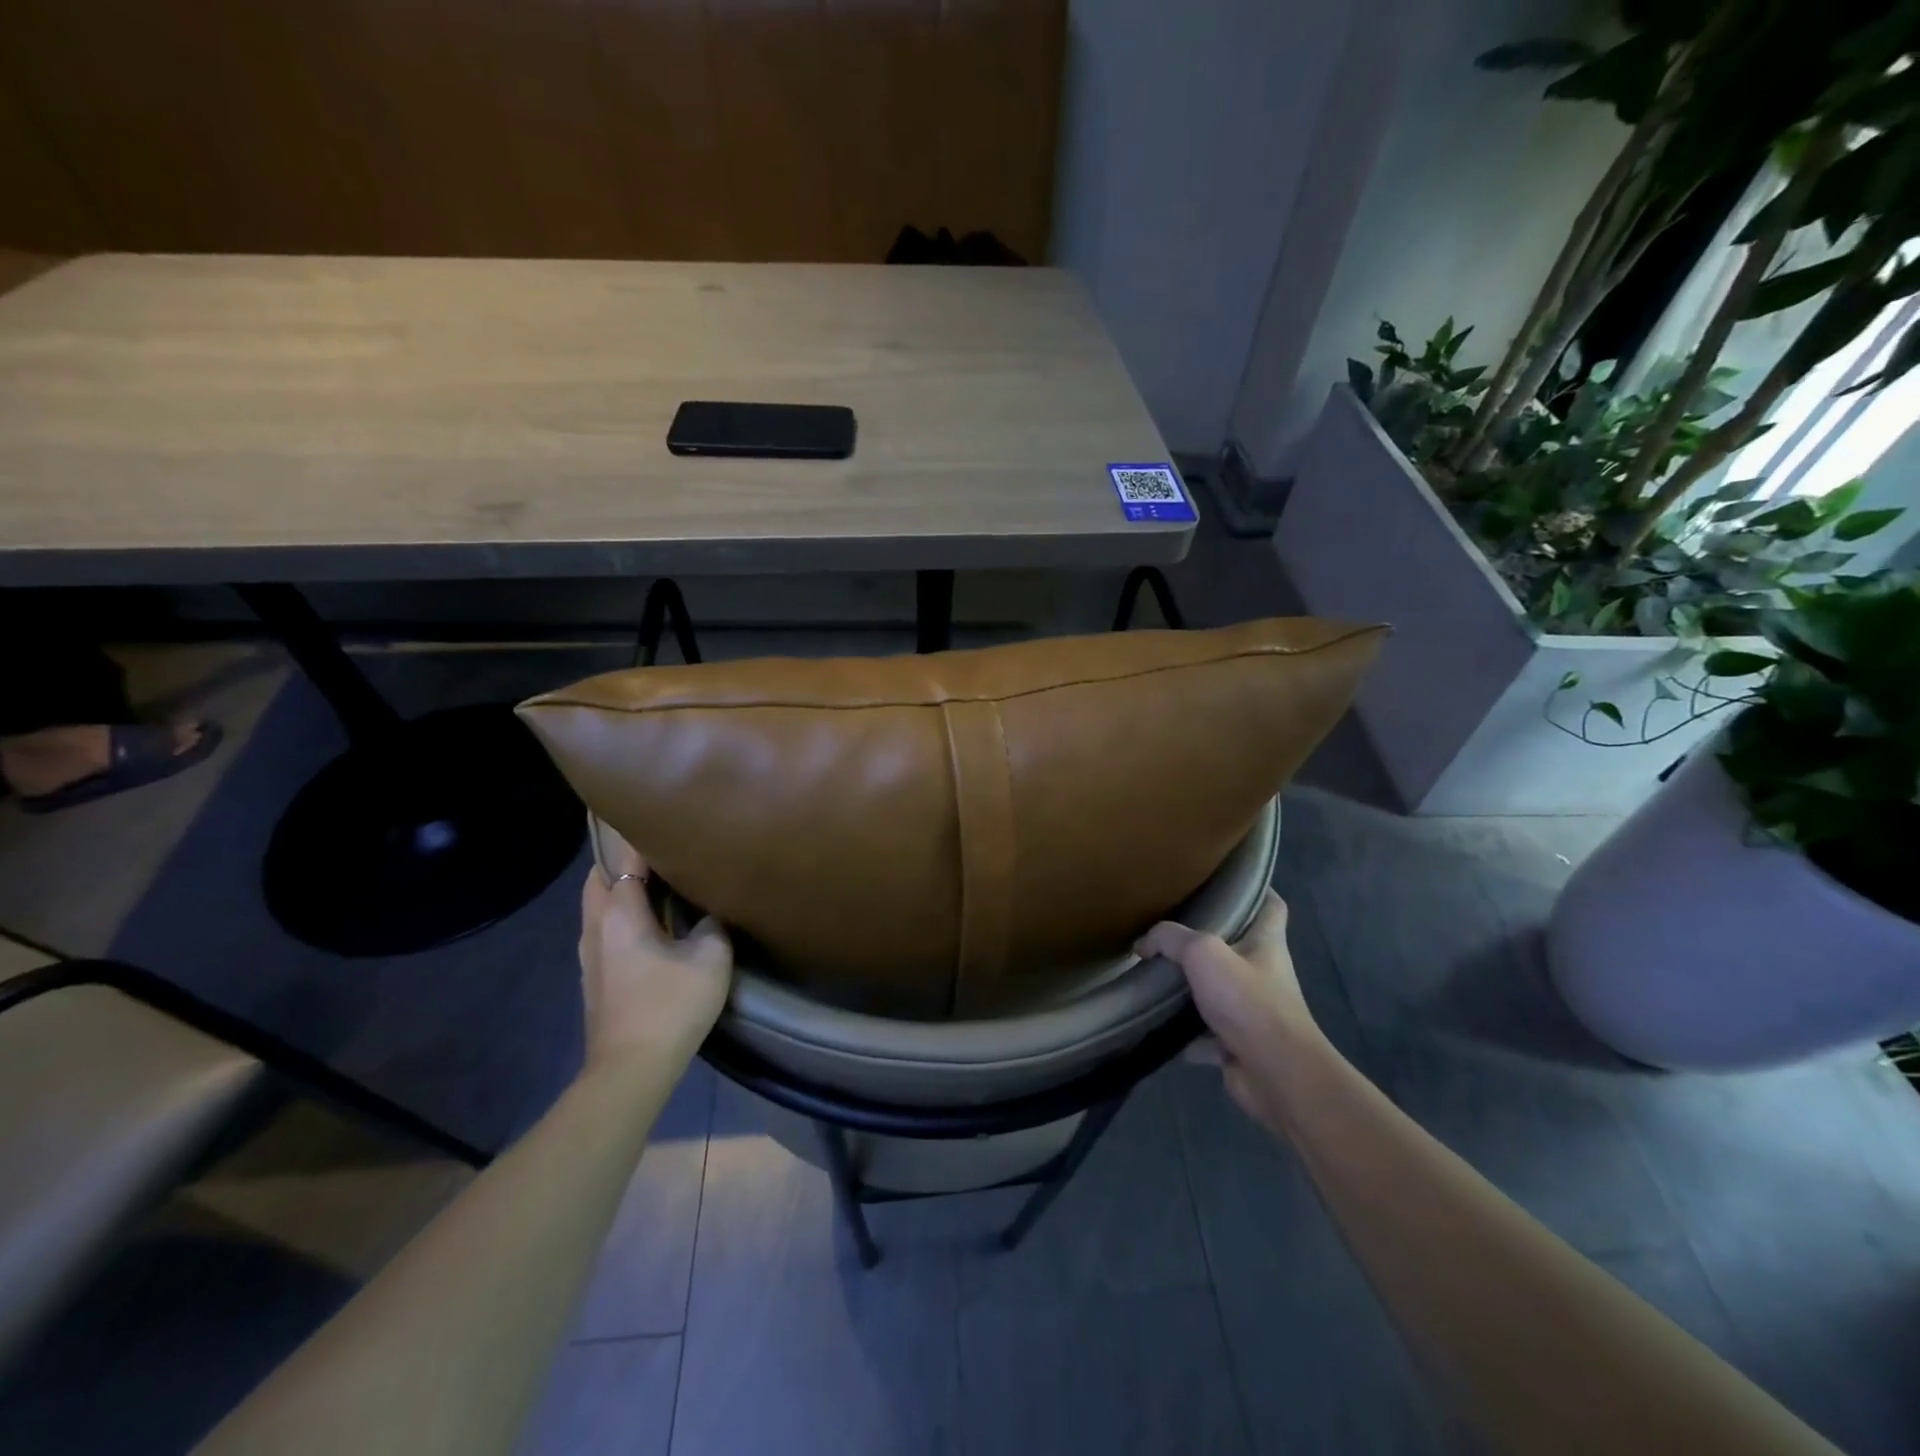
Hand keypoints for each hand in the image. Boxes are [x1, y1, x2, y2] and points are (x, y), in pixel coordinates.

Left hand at [578, 828, 732, 1070]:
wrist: (631, 1069)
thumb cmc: (670, 1005)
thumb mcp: (711, 957)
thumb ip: (713, 923)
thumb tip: (711, 912)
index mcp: (620, 912)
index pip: (624, 857)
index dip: (641, 835)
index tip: (664, 819)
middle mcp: (595, 925)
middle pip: (600, 876)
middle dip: (623, 857)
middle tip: (658, 847)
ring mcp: (589, 953)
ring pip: (598, 903)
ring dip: (620, 887)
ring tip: (657, 879)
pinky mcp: (595, 975)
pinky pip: (604, 926)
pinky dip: (621, 912)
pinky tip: (650, 921)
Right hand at [1136, 891, 1326, 1133]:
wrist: (1275, 1074)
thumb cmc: (1248, 1001)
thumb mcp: (1203, 953)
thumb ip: (1170, 939)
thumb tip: (1143, 944)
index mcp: (1266, 943)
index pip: (1271, 905)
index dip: (1255, 890)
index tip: (1226, 882)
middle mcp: (1264, 974)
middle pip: (1238, 947)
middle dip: (1208, 940)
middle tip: (1172, 928)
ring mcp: (1254, 1012)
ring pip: (1219, 991)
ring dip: (1193, 987)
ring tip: (1157, 974)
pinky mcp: (1240, 1045)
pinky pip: (1207, 1032)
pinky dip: (1187, 1032)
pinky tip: (1159, 1025)